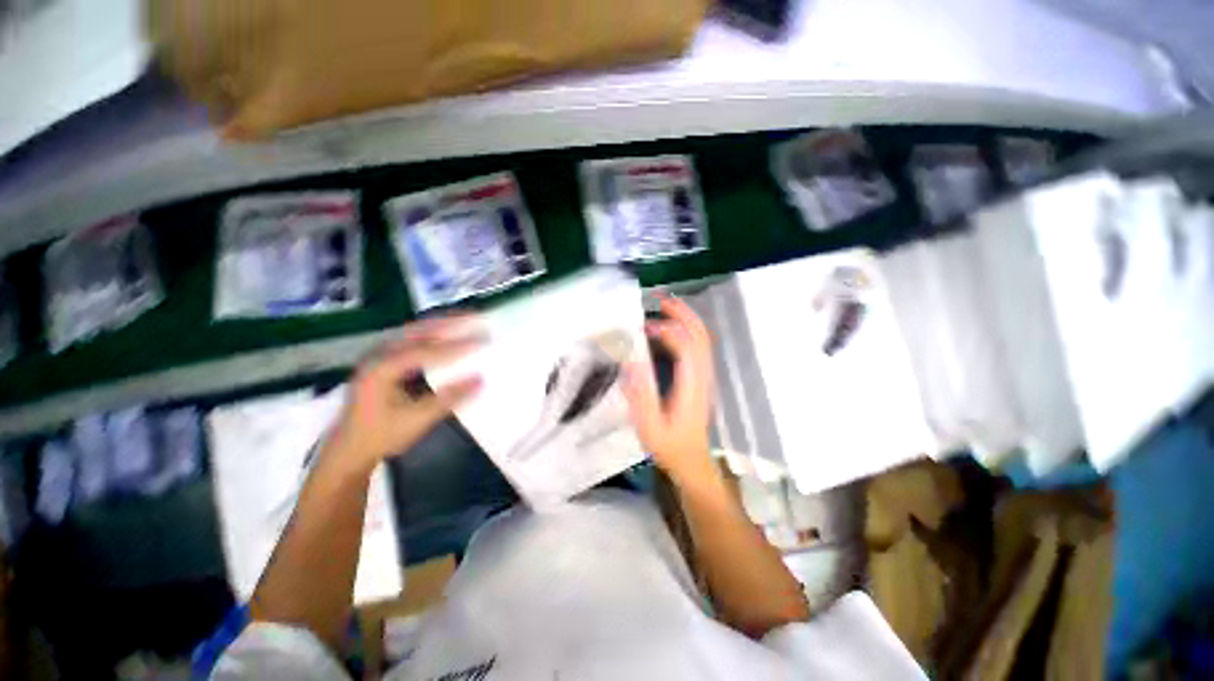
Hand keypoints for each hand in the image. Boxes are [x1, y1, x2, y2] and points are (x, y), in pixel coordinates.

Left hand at [326, 315, 483, 469]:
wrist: (348, 452)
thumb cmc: (381, 436)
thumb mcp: (417, 420)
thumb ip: (449, 398)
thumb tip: (480, 379)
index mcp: (383, 369)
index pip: (426, 351)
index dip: (457, 346)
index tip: (482, 340)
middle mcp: (379, 356)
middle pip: (417, 331)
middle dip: (447, 322)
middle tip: (474, 316)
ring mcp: (379, 358)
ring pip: (413, 333)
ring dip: (439, 325)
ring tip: (464, 319)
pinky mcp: (383, 364)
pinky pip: (410, 342)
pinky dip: (430, 335)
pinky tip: (444, 336)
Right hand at [623, 295, 716, 483]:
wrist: (692, 460)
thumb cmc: (669, 445)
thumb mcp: (650, 426)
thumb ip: (641, 395)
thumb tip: (631, 361)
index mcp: (691, 385)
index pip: (687, 348)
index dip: (669, 331)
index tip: (646, 327)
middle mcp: (702, 376)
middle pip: (701, 336)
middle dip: (683, 313)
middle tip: (660, 300)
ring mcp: (704, 376)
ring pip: (703, 339)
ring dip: (687, 318)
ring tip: (665, 307)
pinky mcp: (701, 378)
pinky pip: (699, 346)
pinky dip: (687, 330)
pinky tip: (671, 329)